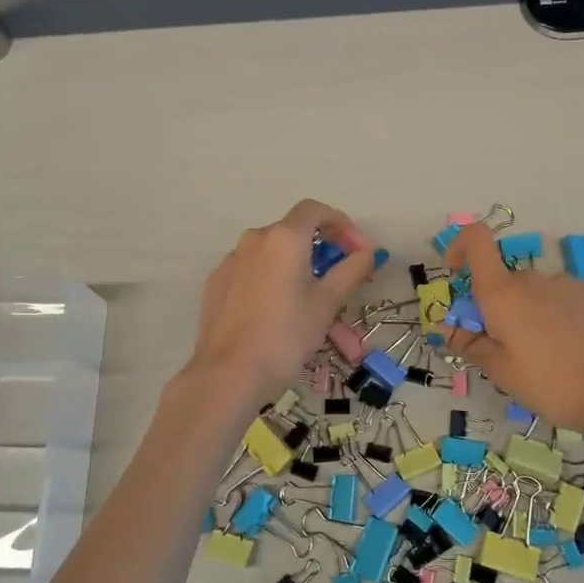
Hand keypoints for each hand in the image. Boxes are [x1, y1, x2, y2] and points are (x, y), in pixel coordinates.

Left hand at [185, 200, 375, 402]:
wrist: (230, 372)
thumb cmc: (287, 335)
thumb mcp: (327, 304)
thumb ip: (351, 271)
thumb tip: (367, 252)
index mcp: (285, 238)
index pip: (313, 210)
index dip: (337, 221)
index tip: (352, 244)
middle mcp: (254, 239)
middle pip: (291, 230)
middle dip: (316, 246)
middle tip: (334, 275)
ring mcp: (230, 260)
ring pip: (268, 251)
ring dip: (290, 262)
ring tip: (303, 296)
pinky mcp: (216, 282)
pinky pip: (249, 269)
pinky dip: (267, 277)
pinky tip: (272, 308)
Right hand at [442, 222, 583, 435]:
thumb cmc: (551, 384)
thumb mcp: (501, 372)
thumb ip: (471, 344)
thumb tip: (446, 329)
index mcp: (503, 294)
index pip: (476, 241)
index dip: (460, 246)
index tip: (456, 274)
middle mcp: (533, 279)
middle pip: (505, 282)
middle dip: (499, 308)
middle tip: (509, 350)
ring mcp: (568, 283)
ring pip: (536, 293)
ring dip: (531, 314)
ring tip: (549, 356)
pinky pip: (564, 298)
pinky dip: (559, 316)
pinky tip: (576, 348)